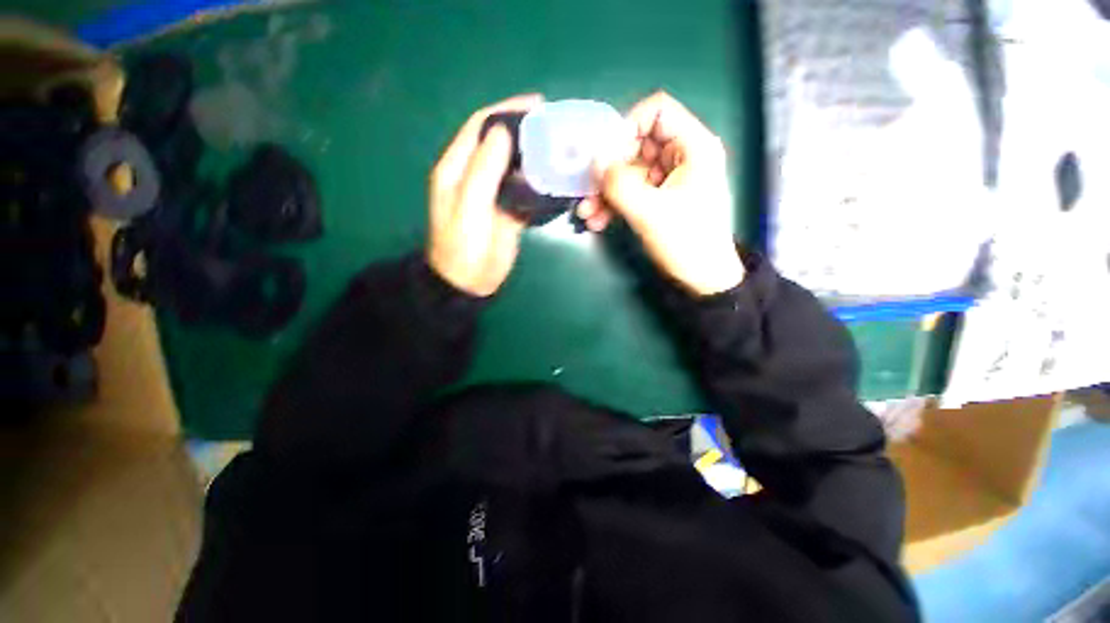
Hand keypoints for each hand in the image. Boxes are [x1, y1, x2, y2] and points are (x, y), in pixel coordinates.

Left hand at [427, 95, 540, 296]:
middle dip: (527, 132)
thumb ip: (483, 169)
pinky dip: (540, 184)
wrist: (469, 284)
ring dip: (537, 157)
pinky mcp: (509, 211)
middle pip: (502, 144)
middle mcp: (476, 175)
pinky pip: (526, 191)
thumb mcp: (468, 208)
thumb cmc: (463, 248)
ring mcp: (494, 194)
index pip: (482, 126)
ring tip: (564, 150)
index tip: (538, 105)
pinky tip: (558, 181)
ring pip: (517, 167)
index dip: (507, 111)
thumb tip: (503, 131)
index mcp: (458, 168)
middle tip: (558, 128)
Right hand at [577, 92, 743, 295]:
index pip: (657, 111)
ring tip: (587, 213)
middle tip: (588, 189)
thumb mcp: (651, 212)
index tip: (606, 155)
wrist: (701, 279)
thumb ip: (620, 184)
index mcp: (693, 147)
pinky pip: (632, 192)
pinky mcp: (659, 199)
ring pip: (630, 172)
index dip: (627, 126)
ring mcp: (668, 179)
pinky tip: (597, 221)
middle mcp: (681, 156)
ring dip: (606, 191)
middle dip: (609, 168)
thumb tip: (594, 161)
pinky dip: (614, 204)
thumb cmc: (686, 242)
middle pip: (637, 144)